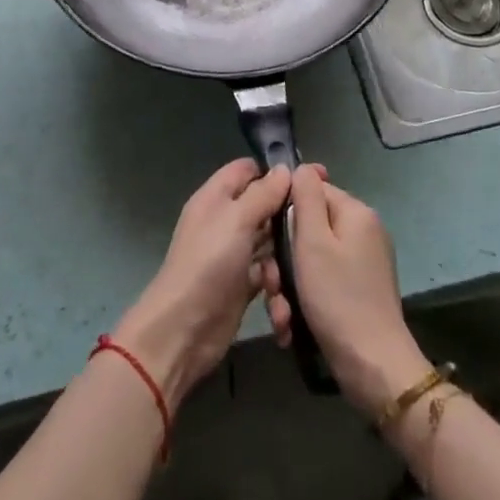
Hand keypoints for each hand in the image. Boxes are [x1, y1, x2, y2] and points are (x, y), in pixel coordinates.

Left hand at [112, 159, 291, 408]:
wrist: (183, 330)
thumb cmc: (209, 264)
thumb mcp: (236, 220)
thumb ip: (262, 194)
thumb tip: (284, 169)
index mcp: (215, 198)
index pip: (246, 170)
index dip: (274, 171)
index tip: (310, 178)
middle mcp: (224, 222)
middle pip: (262, 207)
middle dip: (286, 216)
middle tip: (316, 225)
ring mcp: (232, 255)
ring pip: (268, 243)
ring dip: (283, 257)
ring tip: (293, 271)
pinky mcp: (241, 286)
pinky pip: (266, 275)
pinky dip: (276, 286)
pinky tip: (280, 302)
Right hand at [285, 164, 428, 416]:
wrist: (373, 368)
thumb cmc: (337, 298)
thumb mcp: (312, 241)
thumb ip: (305, 197)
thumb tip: (302, 167)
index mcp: (356, 212)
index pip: (312, 190)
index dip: (286, 211)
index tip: (269, 240)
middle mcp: (364, 232)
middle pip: (310, 228)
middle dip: (284, 258)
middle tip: (272, 287)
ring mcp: (364, 264)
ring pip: (312, 261)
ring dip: (290, 286)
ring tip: (281, 315)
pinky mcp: (361, 293)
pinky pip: (324, 284)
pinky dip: (305, 301)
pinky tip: (292, 326)